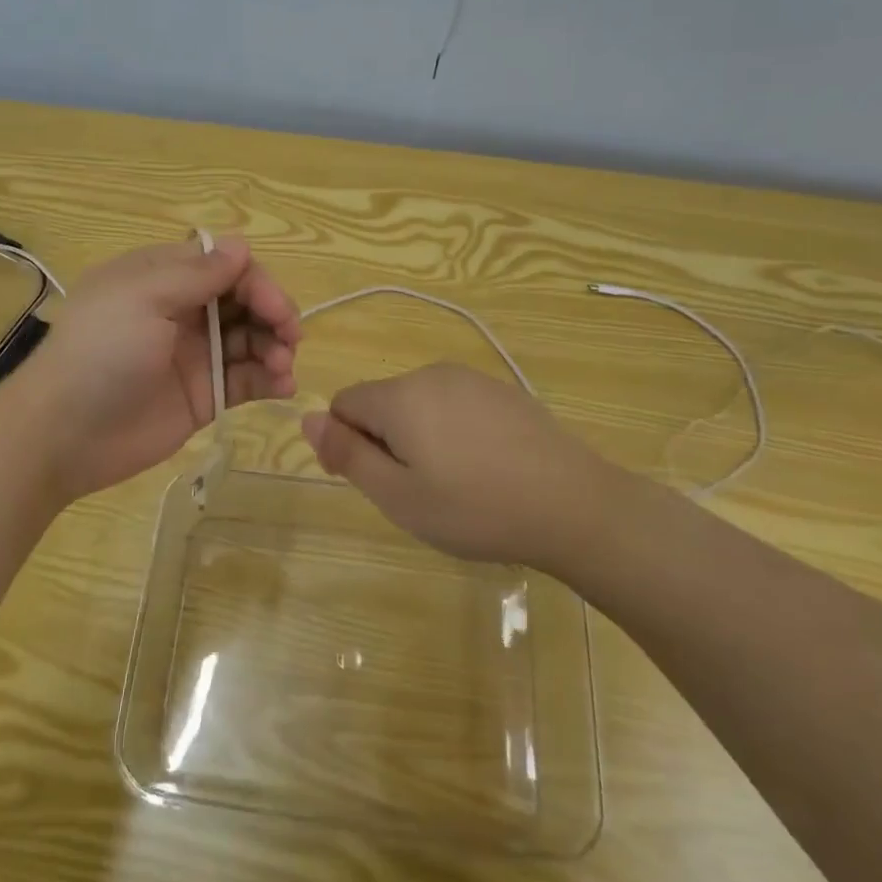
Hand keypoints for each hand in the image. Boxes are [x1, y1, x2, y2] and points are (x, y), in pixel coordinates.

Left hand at [17, 236, 301, 503]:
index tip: (274, 307)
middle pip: (244, 300)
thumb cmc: (101, 352)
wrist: (64, 433)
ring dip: (275, 347)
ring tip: (282, 368)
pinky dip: (270, 379)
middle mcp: (182, 311)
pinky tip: (283, 387)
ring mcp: (194, 354)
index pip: (224, 265)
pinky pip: (246, 379)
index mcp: (162, 278)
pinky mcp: (204, 396)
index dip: (255, 281)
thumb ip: (196, 274)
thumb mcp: (143, 298)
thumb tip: (240, 245)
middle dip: (273, 313)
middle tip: (289, 337)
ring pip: (250, 339)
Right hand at [300, 362, 632, 567]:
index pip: (344, 403)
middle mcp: (431, 374)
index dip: (345, 442)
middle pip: (382, 402)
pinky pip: (455, 406)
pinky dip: (454, 432)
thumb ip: (347, 453)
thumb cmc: (475, 508)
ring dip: (419, 437)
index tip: (374, 483)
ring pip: (419, 404)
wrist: (575, 506)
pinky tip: (486, 468)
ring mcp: (472, 379)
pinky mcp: (503, 391)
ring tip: (454, 484)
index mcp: (399, 396)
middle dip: (385, 441)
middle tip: (417, 492)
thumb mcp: (398, 495)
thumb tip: (307, 418)